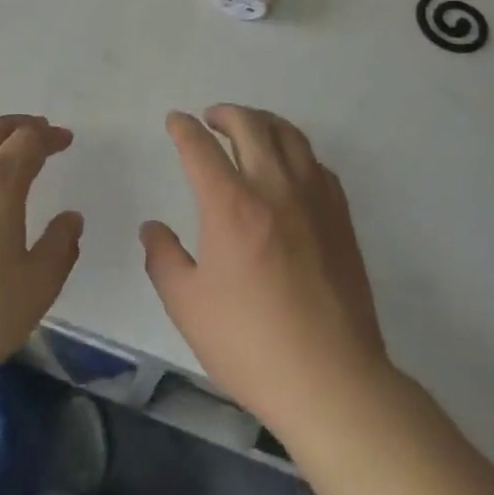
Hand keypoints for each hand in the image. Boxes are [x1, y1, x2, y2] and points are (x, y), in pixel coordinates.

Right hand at [142, 106, 389, 438]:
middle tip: (210, 118)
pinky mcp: (340, 219)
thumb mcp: (187, 305)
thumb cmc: (250, 343)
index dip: (184, 128)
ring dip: (264, 122)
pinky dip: (296, 152)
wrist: (332, 380)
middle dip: (226, 113)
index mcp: (230, 205)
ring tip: (250, 129)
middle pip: (251, 126)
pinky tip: (289, 168)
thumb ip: (163, 258)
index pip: (201, 148)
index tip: (176, 121)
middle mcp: (274, 189)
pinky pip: (318, 165)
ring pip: (291, 136)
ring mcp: (314, 200)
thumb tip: (153, 228)